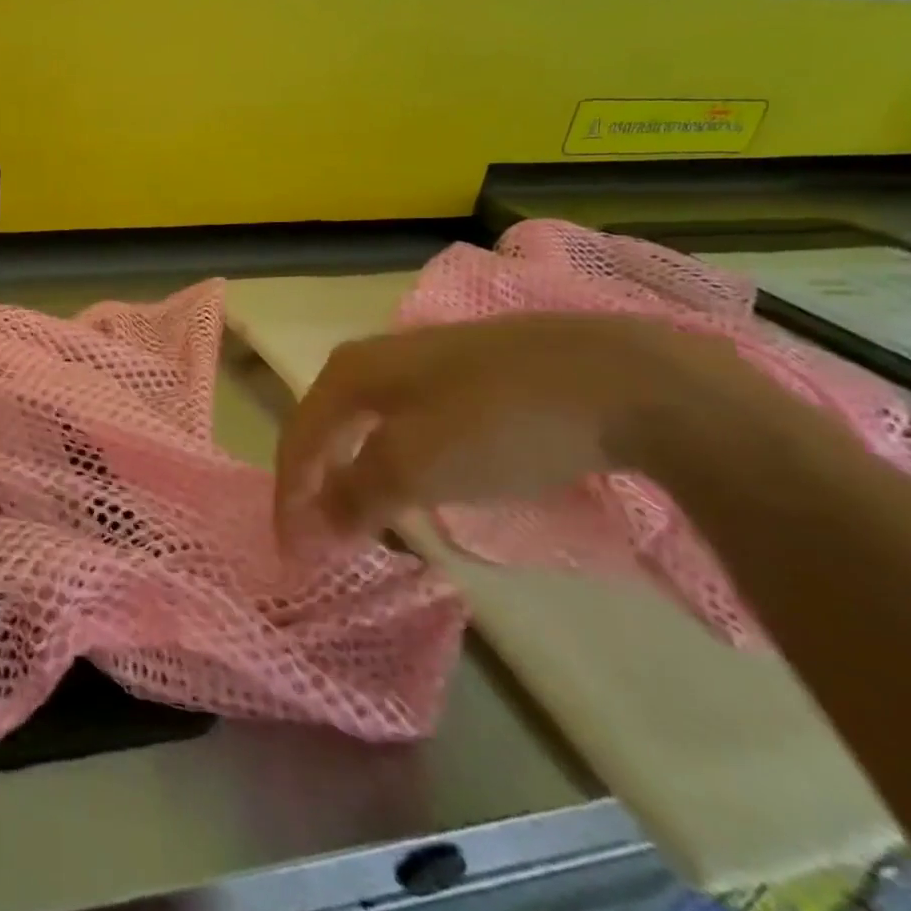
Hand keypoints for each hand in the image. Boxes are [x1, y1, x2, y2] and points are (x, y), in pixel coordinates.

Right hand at [272, 313, 790, 539]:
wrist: (621, 378)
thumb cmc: (499, 423)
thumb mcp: (416, 466)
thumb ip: (355, 496)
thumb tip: (311, 524)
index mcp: (349, 372)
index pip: (298, 438)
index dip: (288, 496)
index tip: (292, 552)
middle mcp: (375, 357)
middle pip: (328, 425)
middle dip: (316, 479)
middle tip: (320, 532)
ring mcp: (427, 359)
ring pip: (370, 421)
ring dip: (356, 468)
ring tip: (364, 512)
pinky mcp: (474, 371)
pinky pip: (411, 419)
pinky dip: (398, 456)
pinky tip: (423, 476)